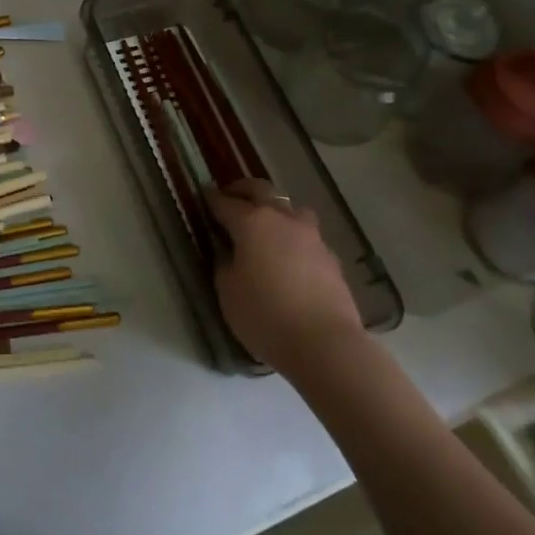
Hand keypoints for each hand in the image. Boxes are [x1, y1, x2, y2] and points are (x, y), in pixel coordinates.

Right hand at [207, 178, 365, 371]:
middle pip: (261, 190)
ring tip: (266, 227)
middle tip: (231, 196)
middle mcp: (283, 219)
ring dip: (276, 211)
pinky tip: (290, 258)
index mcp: (251, 222)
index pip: (225, 202)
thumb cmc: (265, 315)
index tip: (202, 196)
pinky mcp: (331, 258)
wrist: (325, 344)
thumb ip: (224, 264)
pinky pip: (308, 237)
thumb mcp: (227, 292)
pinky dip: (294, 238)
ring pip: (291, 209)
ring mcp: (311, 237)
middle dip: (243, 190)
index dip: (211, 199)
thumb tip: (228, 252)